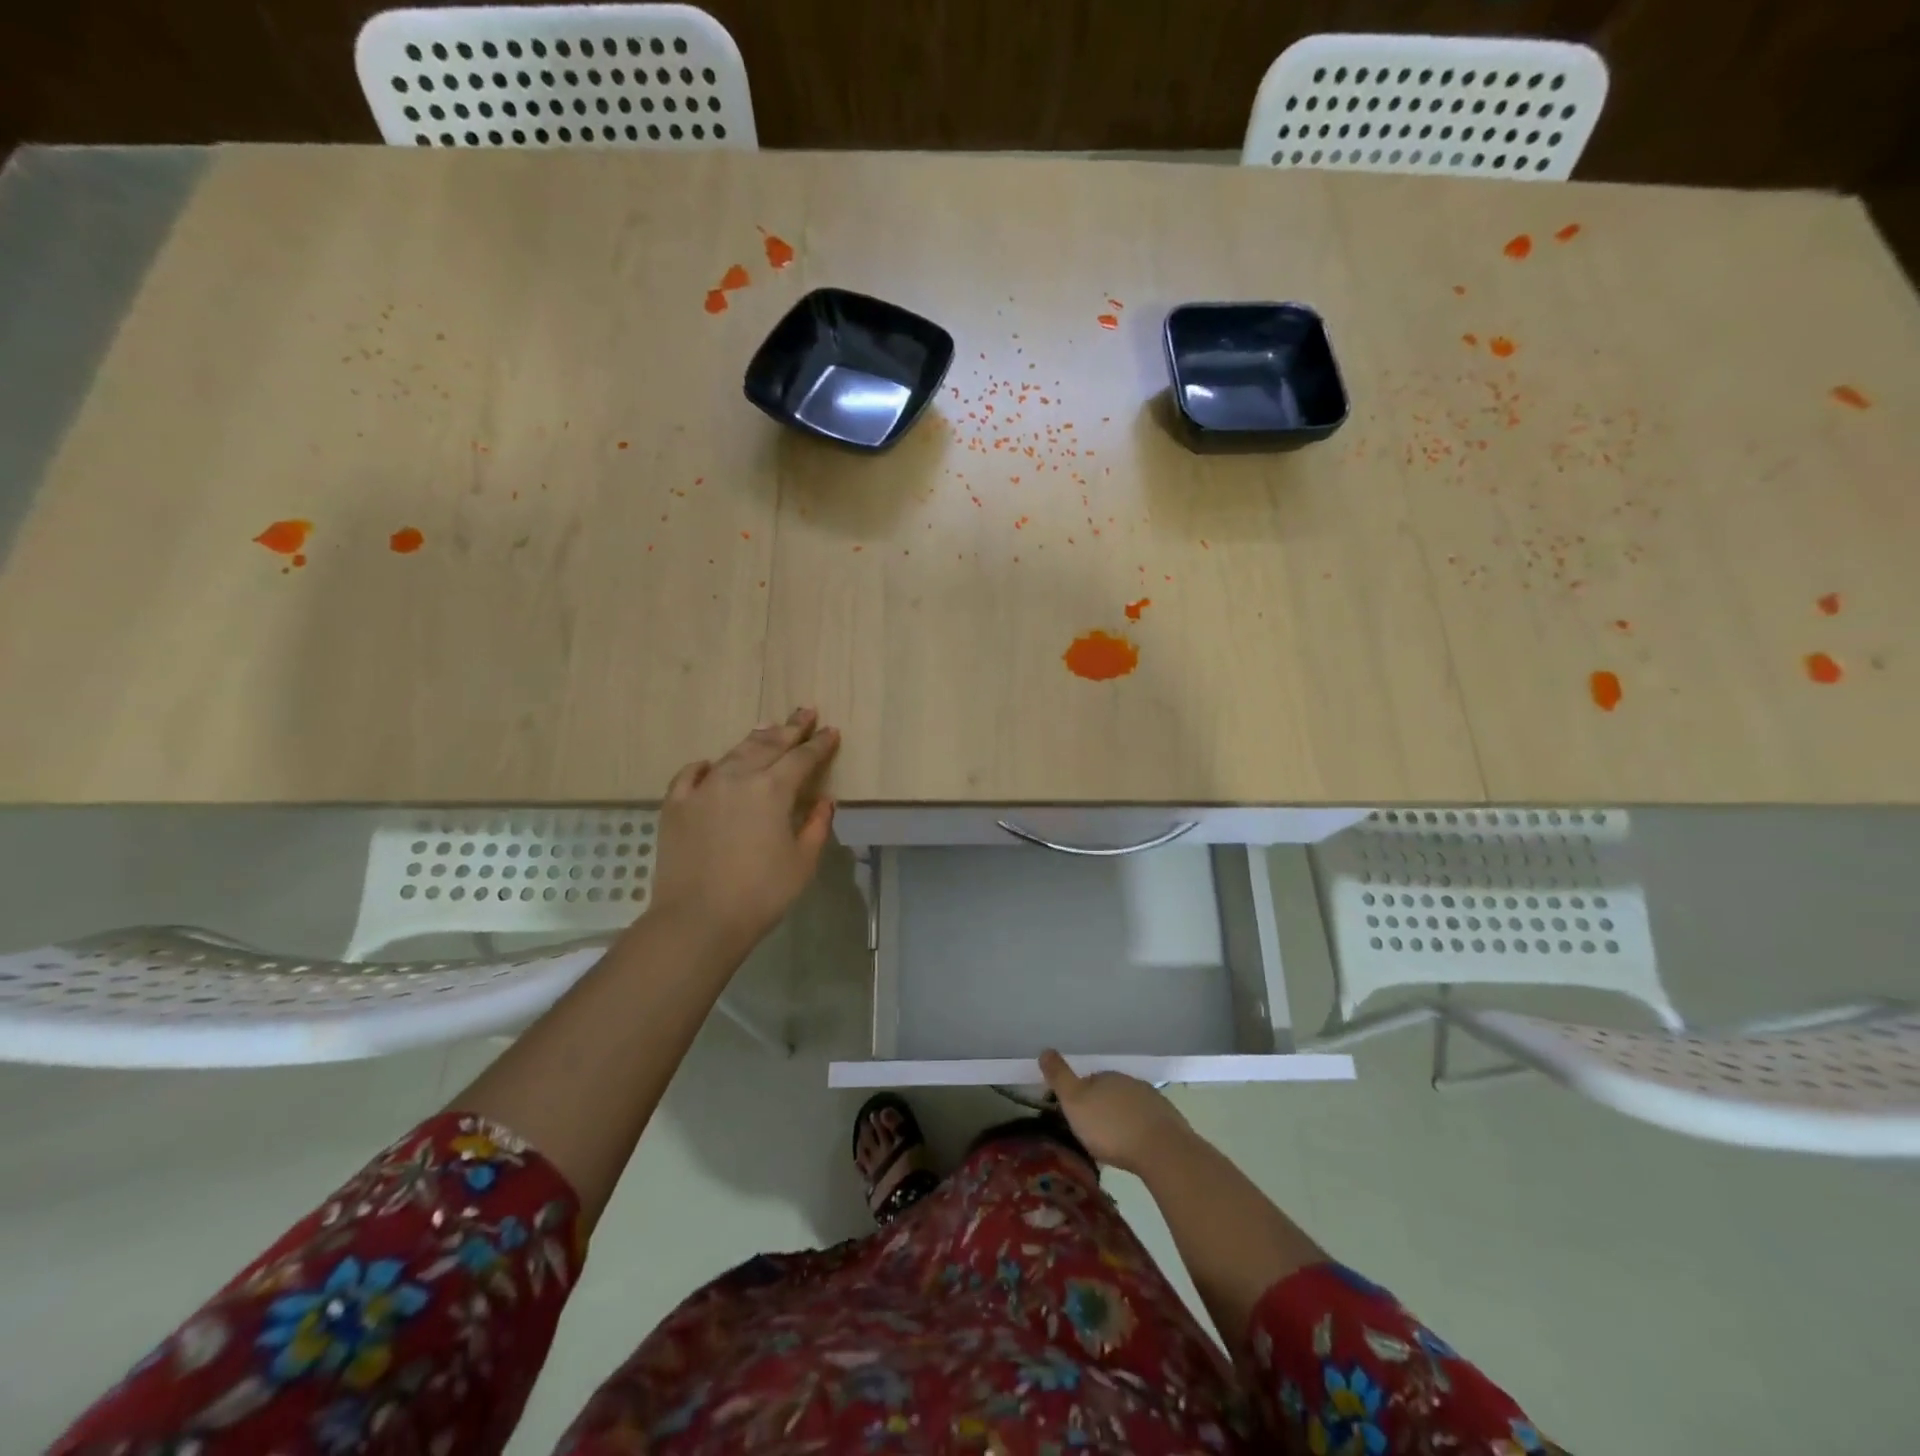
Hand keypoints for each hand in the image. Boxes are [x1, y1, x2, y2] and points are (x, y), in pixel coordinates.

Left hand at [646, 708, 839, 962]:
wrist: (697, 920)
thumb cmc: (761, 894)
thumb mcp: (802, 862)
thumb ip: (816, 826)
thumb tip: (824, 801)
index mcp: (773, 789)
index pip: (802, 757)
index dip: (819, 743)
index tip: (831, 731)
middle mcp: (737, 778)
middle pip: (768, 745)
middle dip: (790, 728)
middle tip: (804, 712)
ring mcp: (702, 789)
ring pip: (732, 754)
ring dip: (754, 740)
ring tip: (768, 729)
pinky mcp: (676, 806)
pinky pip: (691, 775)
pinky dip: (705, 766)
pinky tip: (710, 764)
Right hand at [1039, 1049, 1194, 1174]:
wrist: (1161, 1150)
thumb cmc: (1110, 1127)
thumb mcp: (1074, 1102)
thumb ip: (1060, 1077)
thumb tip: (1045, 1050)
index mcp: (1104, 1076)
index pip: (1087, 1080)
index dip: (1078, 1097)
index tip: (1074, 1117)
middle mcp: (1128, 1081)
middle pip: (1109, 1092)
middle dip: (1100, 1108)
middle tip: (1093, 1132)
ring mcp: (1151, 1099)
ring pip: (1129, 1106)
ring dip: (1121, 1119)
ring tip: (1114, 1143)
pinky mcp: (1168, 1119)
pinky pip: (1147, 1121)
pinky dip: (1139, 1130)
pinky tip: (1137, 1147)